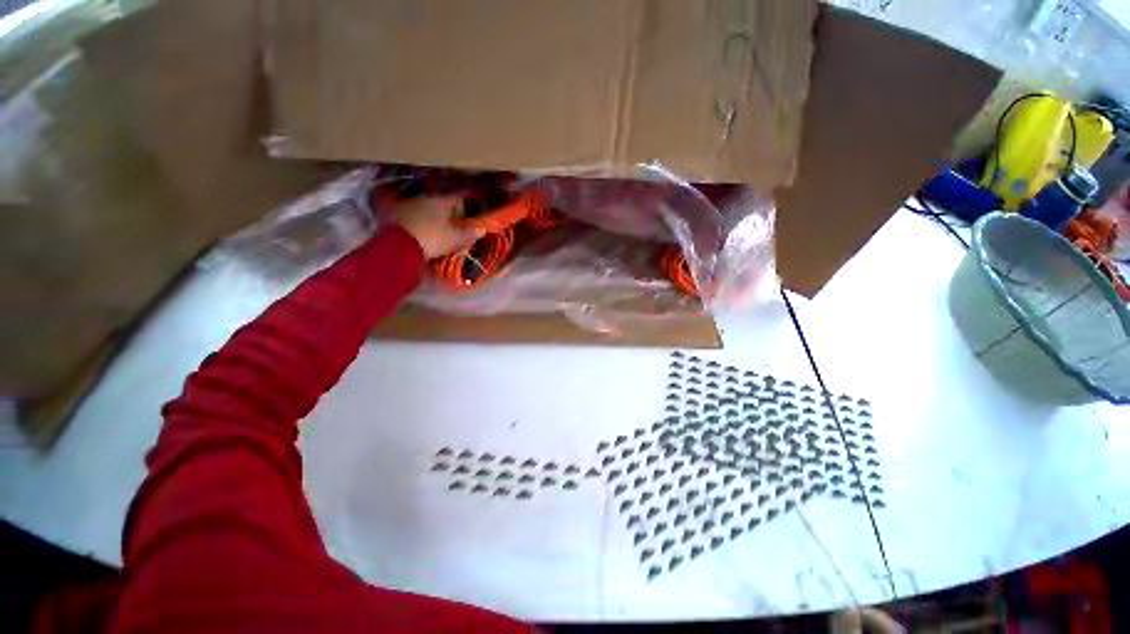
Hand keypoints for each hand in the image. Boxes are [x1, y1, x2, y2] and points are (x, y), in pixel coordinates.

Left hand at [391, 197, 484, 258]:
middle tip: (450, 231)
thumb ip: (469, 233)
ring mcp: (407, 204)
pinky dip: (417, 224)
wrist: (397, 246)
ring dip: (431, 219)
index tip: (464, 223)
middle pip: (440, 203)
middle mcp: (423, 196)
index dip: (462, 210)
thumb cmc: (432, 238)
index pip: (457, 198)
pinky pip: (411, 216)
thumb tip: (482, 229)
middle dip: (446, 216)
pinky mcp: (393, 213)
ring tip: (434, 235)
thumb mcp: (455, 238)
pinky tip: (419, 235)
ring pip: (425, 209)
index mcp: (441, 199)